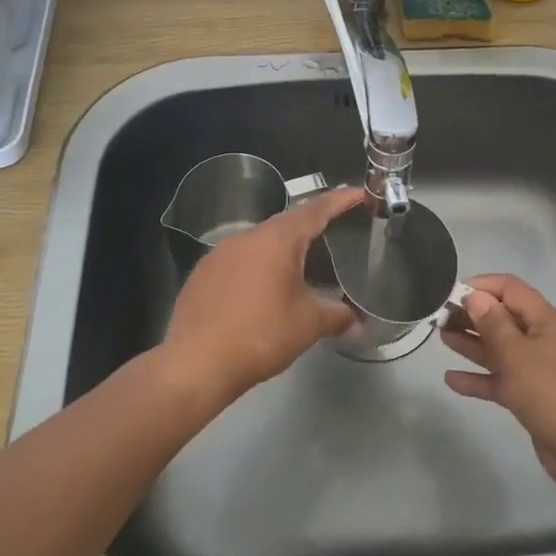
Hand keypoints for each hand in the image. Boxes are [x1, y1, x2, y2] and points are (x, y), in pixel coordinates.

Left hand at [159, 186, 364, 403]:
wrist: (195, 363)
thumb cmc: (260, 335)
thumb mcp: (308, 325)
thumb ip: (337, 317)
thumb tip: (359, 324)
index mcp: (277, 240)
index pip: (316, 210)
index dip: (340, 200)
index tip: (360, 193)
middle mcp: (247, 237)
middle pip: (287, 223)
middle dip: (312, 227)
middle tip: (336, 234)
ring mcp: (220, 254)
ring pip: (260, 242)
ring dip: (283, 250)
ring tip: (302, 266)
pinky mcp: (202, 274)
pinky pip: (239, 261)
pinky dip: (258, 267)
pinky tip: (263, 290)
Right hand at [442, 273, 555, 493]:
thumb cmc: (550, 393)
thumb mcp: (517, 354)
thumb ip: (493, 324)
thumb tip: (475, 296)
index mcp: (545, 321)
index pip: (510, 289)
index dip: (482, 285)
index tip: (451, 293)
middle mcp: (541, 339)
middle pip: (503, 318)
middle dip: (472, 315)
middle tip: (440, 317)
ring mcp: (536, 369)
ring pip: (499, 349)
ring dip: (472, 343)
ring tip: (442, 337)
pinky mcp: (530, 397)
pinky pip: (500, 380)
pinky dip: (478, 378)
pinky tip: (451, 379)